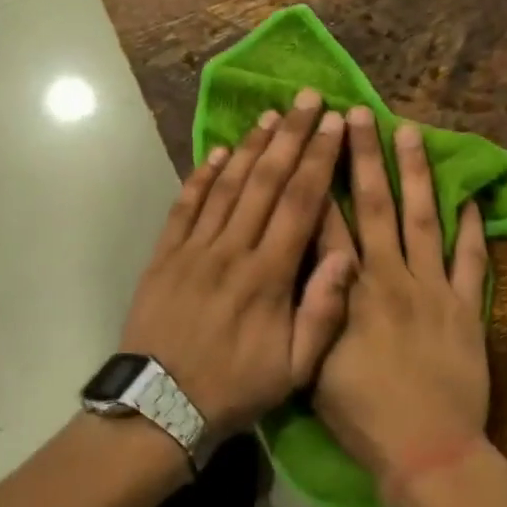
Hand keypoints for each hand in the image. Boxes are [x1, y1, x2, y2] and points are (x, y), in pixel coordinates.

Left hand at [119, 89, 356, 441]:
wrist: (160, 407)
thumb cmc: (235, 389)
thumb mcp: (295, 369)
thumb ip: (323, 311)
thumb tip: (346, 255)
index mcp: (268, 276)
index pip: (300, 204)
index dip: (319, 160)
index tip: (334, 125)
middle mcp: (232, 251)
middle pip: (265, 182)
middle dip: (290, 137)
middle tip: (307, 99)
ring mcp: (194, 250)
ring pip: (226, 187)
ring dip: (249, 148)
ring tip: (269, 116)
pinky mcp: (164, 256)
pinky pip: (185, 207)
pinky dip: (201, 177)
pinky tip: (216, 153)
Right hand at [313, 108, 492, 493]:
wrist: (426, 450)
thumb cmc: (361, 415)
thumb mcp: (313, 366)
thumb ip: (311, 310)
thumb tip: (304, 264)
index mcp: (349, 293)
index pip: (328, 223)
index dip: (319, 177)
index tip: (314, 139)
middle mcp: (390, 278)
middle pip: (374, 206)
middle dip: (364, 156)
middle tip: (359, 114)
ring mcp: (434, 290)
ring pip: (423, 220)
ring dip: (416, 174)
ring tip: (411, 132)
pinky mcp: (467, 309)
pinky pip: (471, 261)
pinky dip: (471, 228)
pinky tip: (469, 197)